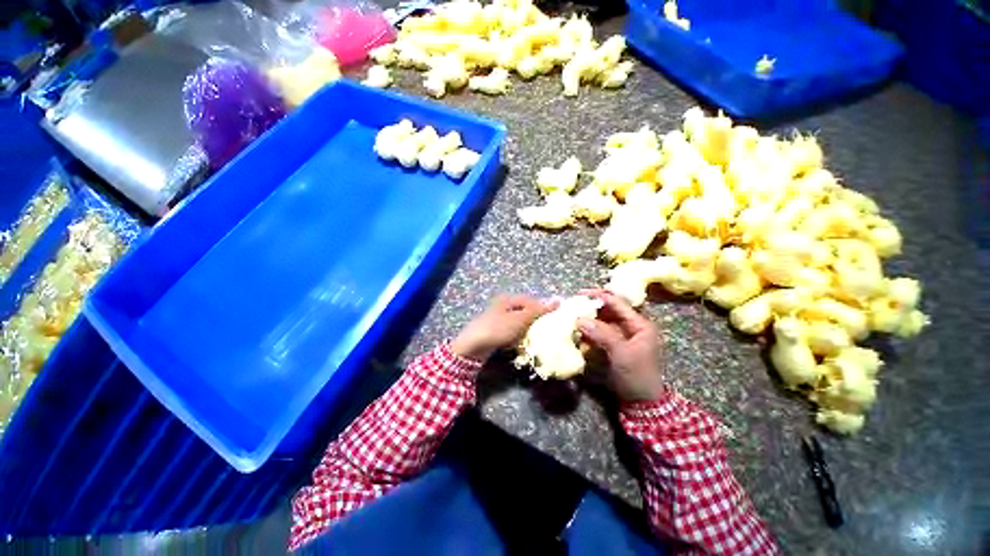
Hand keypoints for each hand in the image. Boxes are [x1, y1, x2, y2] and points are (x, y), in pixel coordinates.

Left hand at [451, 295, 556, 362]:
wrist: (473, 346)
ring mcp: (498, 319)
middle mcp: (503, 306)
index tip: (554, 319)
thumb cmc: (498, 328)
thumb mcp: (520, 319)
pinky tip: (523, 343)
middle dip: (535, 320)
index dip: (543, 309)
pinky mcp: (495, 331)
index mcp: (508, 299)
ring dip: (528, 329)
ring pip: (519, 322)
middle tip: (547, 330)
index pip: (531, 301)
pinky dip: (519, 336)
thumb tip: (558, 300)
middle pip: (524, 311)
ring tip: (537, 338)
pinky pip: (512, 331)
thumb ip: (538, 311)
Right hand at [577, 289, 665, 402]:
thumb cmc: (637, 375)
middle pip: (608, 310)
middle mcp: (630, 326)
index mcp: (639, 324)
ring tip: (571, 316)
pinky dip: (587, 331)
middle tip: (573, 304)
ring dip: (587, 318)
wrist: (641, 402)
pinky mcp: (612, 345)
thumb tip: (580, 319)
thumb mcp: (622, 354)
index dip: (599, 296)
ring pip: (602, 320)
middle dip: (591, 306)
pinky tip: (577, 331)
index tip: (580, 294)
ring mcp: (621, 336)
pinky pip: (598, 332)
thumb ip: (602, 334)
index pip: (618, 303)